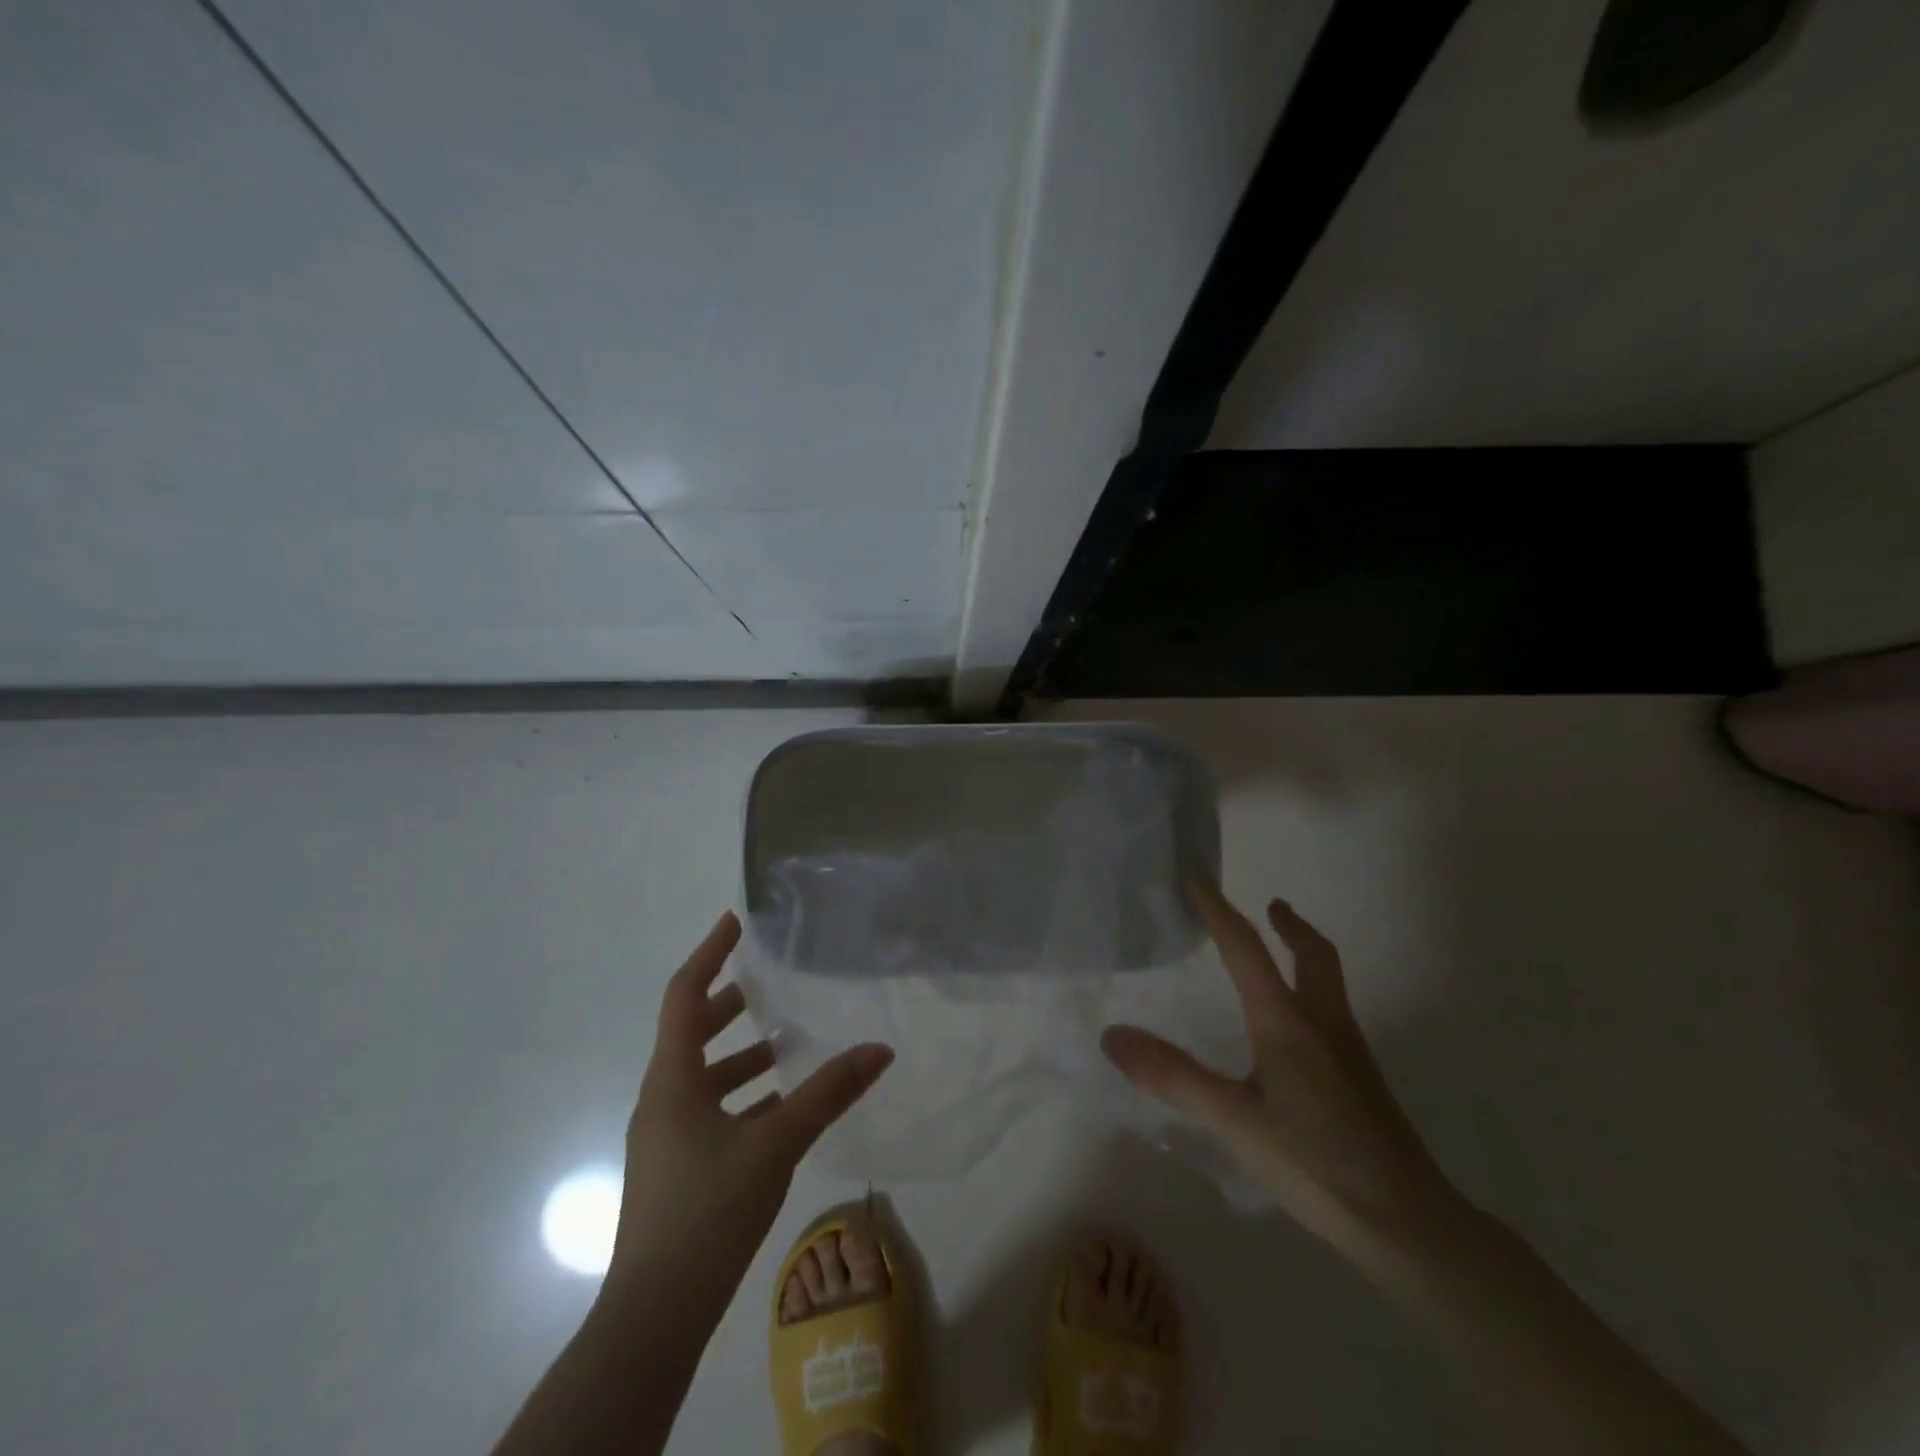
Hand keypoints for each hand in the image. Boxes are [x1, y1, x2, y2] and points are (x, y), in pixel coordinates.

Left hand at [607, 912, 892, 1306]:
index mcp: (672, 1079)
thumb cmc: (707, 1210)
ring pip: (703, 1076)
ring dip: (740, 1055)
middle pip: (691, 1032)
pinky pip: (710, 1112)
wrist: (654, 1317)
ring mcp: (665, 1138)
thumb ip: (829, 1093)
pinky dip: (741, 1096)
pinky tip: (780, 1107)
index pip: (684, 995)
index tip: (736, 922)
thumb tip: (881, 1049)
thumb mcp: (776, 1143)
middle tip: (770, 981)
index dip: (710, 953)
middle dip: (729, 1003)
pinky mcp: (676, 1169)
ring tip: (787, 1042)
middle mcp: (662, 1099)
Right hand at [1102, 882, 1454, 1252]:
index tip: (1198, 879)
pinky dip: (1311, 993)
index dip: (1219, 911)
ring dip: (1304, 955)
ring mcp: (1350, 1053)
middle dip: (1291, 925)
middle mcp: (1324, 1025)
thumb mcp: (1233, 1120)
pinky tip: (1297, 1031)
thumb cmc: (1315, 1163)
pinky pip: (1333, 1014)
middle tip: (1272, 906)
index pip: (1247, 950)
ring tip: (1280, 957)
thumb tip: (1112, 1035)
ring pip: (1329, 983)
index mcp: (1288, 1023)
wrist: (1409, 1224)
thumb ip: (1172, 1076)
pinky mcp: (1363, 1082)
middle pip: (1315, 955)